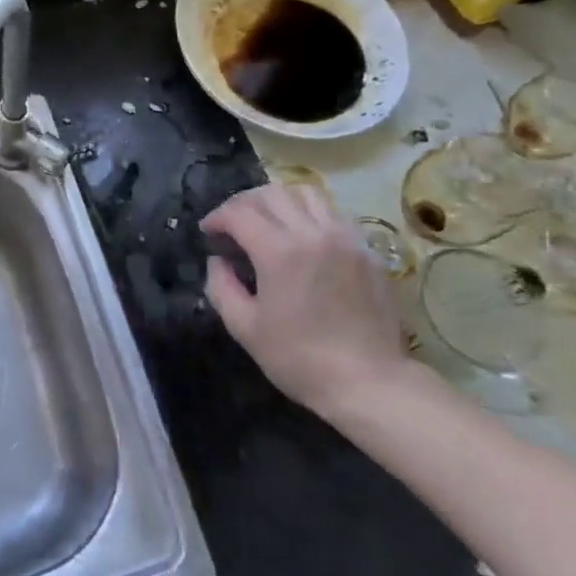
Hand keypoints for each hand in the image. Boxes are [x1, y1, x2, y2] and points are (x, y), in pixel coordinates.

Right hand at [202, 183, 406, 419]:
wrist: (368, 382)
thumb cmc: (299, 359)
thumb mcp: (245, 328)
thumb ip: (221, 287)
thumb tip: (218, 261)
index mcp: (279, 251)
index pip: (239, 212)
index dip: (217, 217)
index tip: (207, 232)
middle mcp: (313, 233)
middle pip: (272, 193)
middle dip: (244, 202)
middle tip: (232, 223)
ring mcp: (345, 238)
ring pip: (306, 194)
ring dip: (279, 201)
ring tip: (268, 221)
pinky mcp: (366, 251)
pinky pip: (333, 213)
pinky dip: (309, 213)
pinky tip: (302, 237)